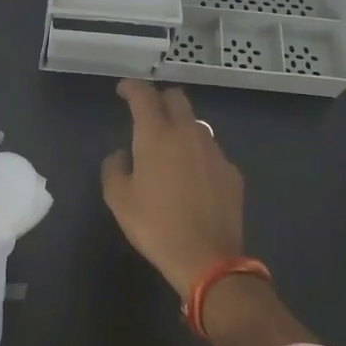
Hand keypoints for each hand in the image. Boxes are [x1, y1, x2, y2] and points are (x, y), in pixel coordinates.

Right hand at [101, 79, 244, 299]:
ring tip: (170, 150)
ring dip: (180, 127)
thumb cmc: (155, 225)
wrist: (207, 258)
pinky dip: (197, 154)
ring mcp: (214, 150)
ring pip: (195, 124)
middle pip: (176, 98)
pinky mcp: (231, 171)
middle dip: (160, 99)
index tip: (123, 90)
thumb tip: (122, 154)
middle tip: (147, 114)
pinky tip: (192, 177)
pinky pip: (210, 151)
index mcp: (156, 134)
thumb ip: (114, 168)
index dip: (131, 87)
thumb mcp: (118, 199)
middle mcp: (187, 133)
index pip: (144, 94)